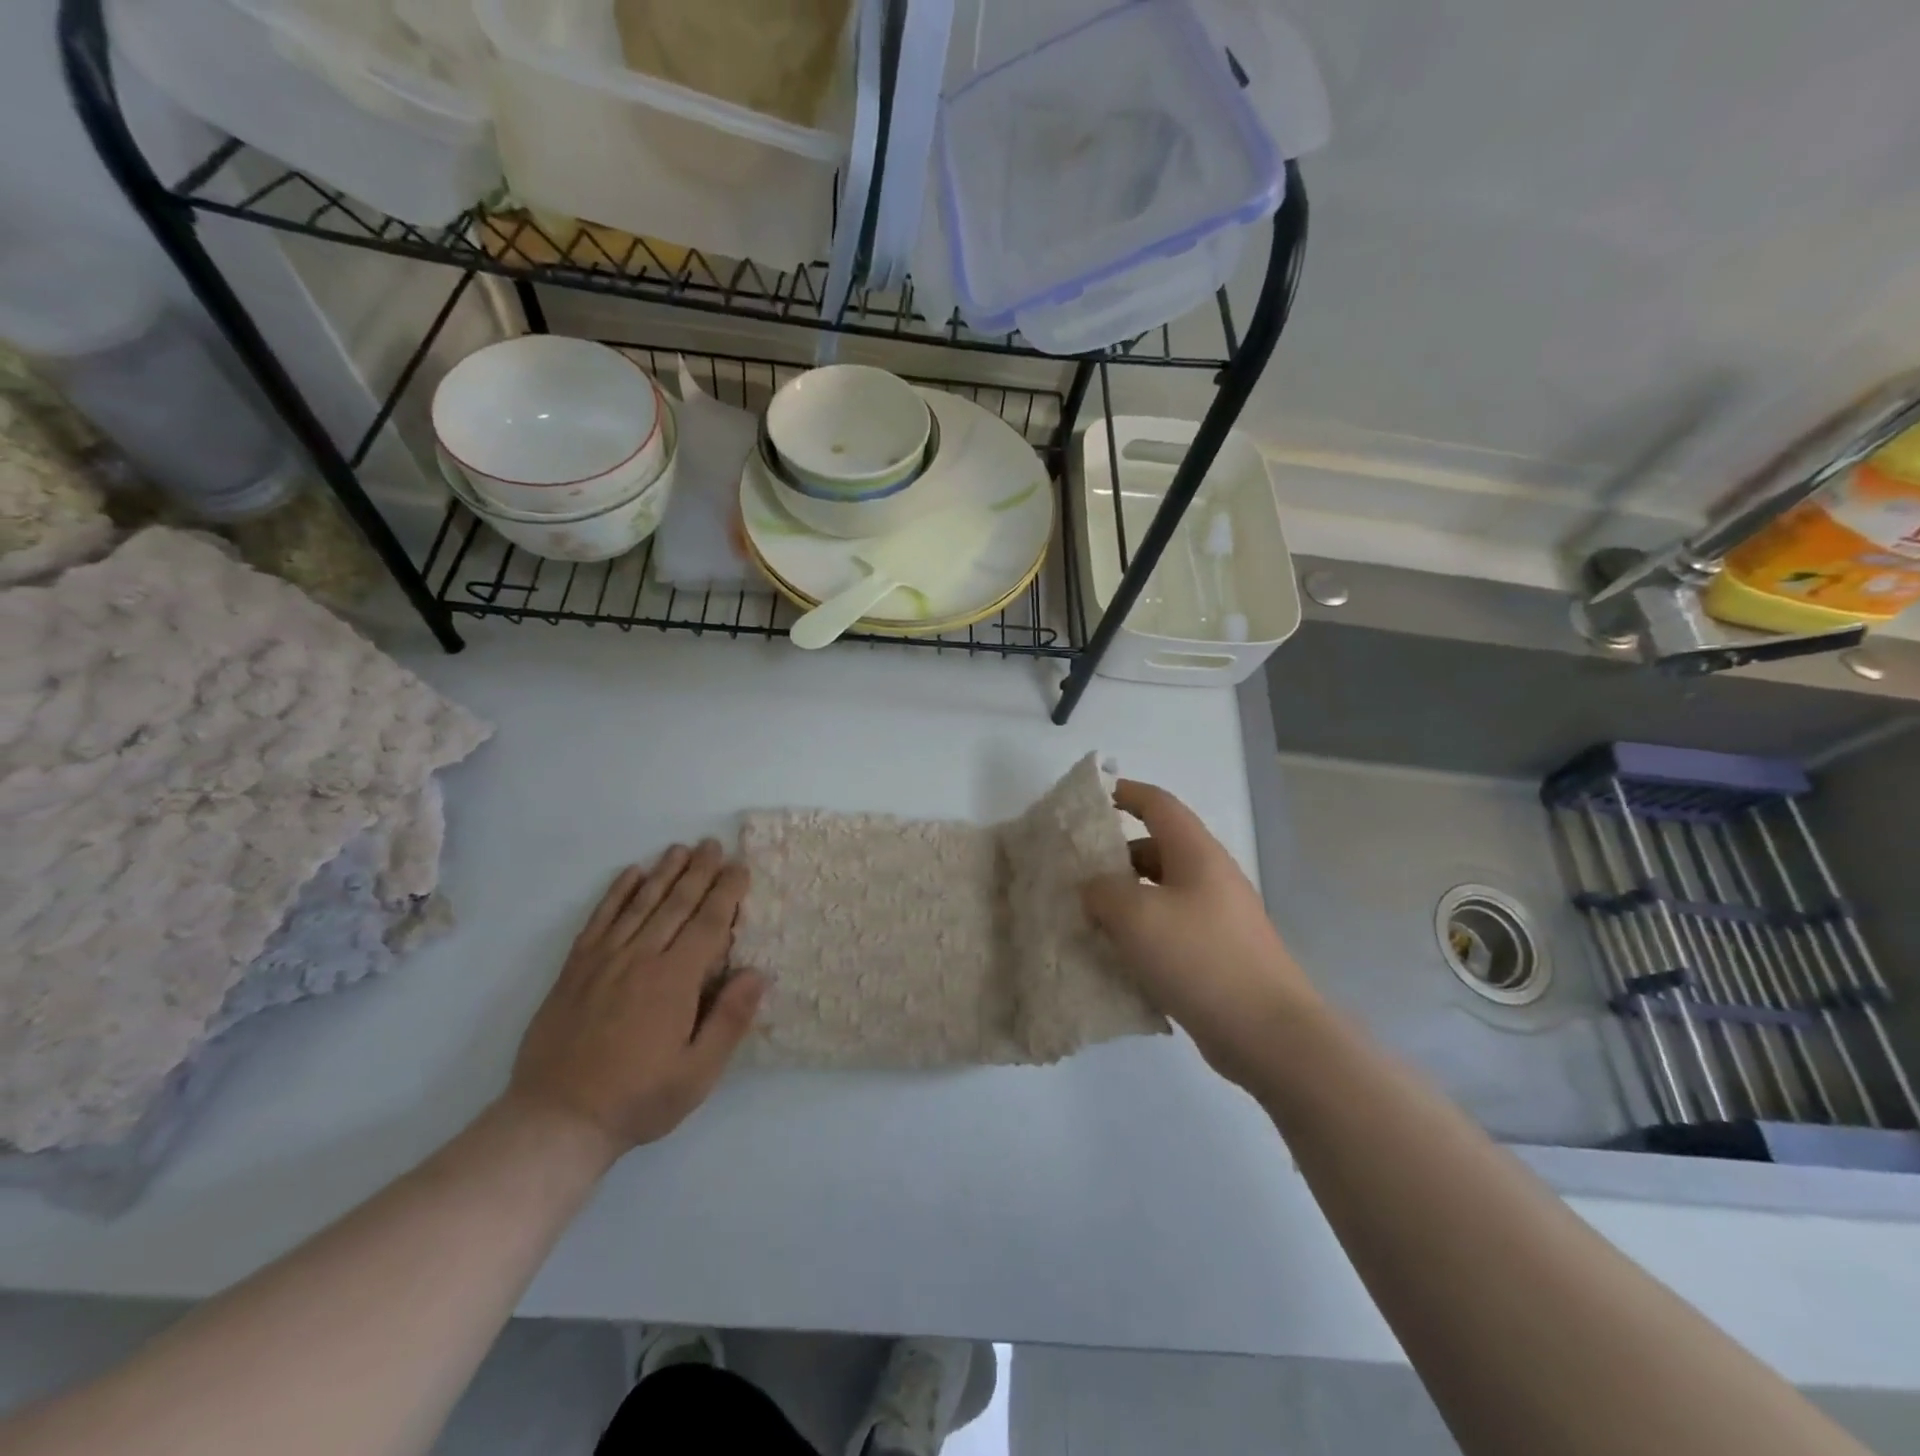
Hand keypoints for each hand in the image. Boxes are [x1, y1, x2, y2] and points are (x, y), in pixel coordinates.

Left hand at [505, 842, 764, 1159]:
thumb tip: (756, 972)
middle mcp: (641, 958)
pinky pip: (599, 920)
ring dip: (663, 873)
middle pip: (675, 904)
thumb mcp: (698, 1073)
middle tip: (713, 845)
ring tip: (680, 849)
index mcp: (675, 980)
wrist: (556, 1121)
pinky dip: (615, 893)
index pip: (708, 923)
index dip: (726, 892)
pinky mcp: (574, 970)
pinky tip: (629, 874)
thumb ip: (730, 1020)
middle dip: (699, 872)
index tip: (740, 867)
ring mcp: (603, 961)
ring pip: (639, 904)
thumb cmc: (638, 1099)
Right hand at [1081, 781, 1316, 1088]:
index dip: (1125, 793)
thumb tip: (1093, 888)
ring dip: (1123, 901)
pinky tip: (1114, 958)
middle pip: (1155, 851)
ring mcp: (1216, 919)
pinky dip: (1140, 935)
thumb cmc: (1201, 958)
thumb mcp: (1137, 916)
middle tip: (1074, 875)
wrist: (1269, 1034)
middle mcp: (1209, 878)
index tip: (1091, 798)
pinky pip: (1168, 931)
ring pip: (1159, 894)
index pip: (1159, 805)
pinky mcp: (1216, 956)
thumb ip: (1103, 892)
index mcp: (1196, 854)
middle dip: (1114, 858)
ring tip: (1086, 919)